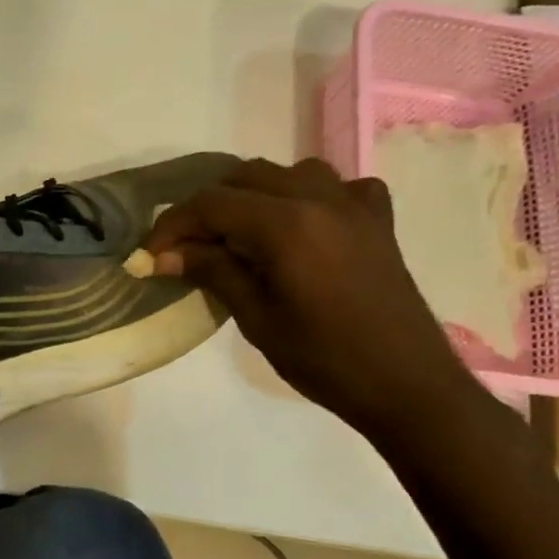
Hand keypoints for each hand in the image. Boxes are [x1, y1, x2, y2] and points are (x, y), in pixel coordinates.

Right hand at [144, 157, 479, 439]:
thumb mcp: (256, 317)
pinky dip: (307, 197)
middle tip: (186, 248)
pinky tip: (301, 226)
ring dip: (253, 196)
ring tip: (237, 235)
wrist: (406, 384)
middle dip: (207, 208)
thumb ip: (212, 271)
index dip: (173, 225)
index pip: (212, 203)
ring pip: (288, 174)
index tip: (151, 255)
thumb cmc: (324, 359)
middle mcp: (320, 198)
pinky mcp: (377, 221)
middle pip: (245, 177)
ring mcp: (354, 205)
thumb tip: (165, 254)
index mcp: (287, 224)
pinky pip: (336, 187)